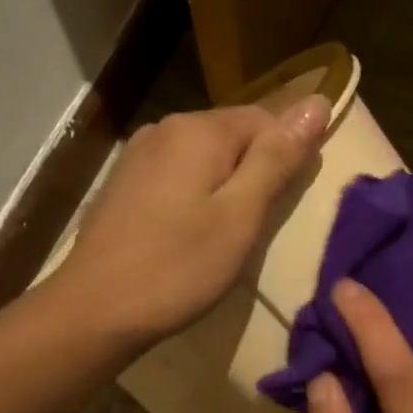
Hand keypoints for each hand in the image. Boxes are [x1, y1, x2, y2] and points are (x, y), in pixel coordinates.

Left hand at [55, 98, 328, 345]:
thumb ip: (276, 160)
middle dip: (254, 172)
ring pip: (202, 158)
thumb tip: (317, 102)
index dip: (287, 156)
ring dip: (224, 187)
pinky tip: (190, 234)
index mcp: (198, 130)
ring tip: (227, 235)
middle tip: (257, 228)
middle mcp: (164, 129)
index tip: (288, 204)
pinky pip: (175, 177)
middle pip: (231, 136)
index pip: (265, 119)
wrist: (95, 310)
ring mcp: (137, 156)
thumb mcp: (240, 217)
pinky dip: (194, 197)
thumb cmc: (177, 268)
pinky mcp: (122, 185)